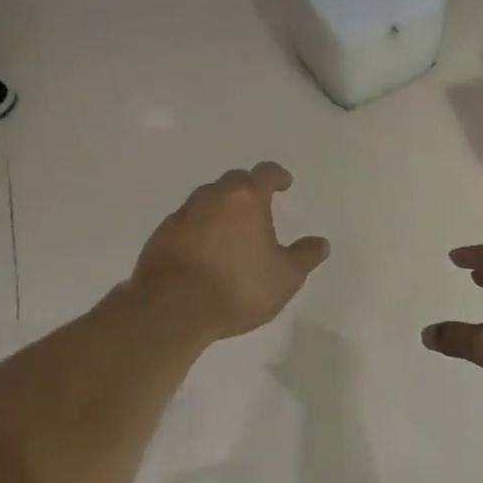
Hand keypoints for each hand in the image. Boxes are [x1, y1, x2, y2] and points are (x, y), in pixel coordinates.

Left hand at [130, 163, 330, 343]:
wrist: (171, 308)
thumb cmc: (237, 287)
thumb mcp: (285, 277)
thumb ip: (304, 257)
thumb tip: (321, 243)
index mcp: (245, 199)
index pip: (265, 173)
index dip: (277, 176)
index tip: (284, 183)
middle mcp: (212, 196)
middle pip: (233, 181)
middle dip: (247, 189)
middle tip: (258, 206)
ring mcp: (183, 214)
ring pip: (206, 200)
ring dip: (220, 208)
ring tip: (230, 230)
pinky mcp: (161, 235)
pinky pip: (186, 222)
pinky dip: (198, 228)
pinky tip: (203, 251)